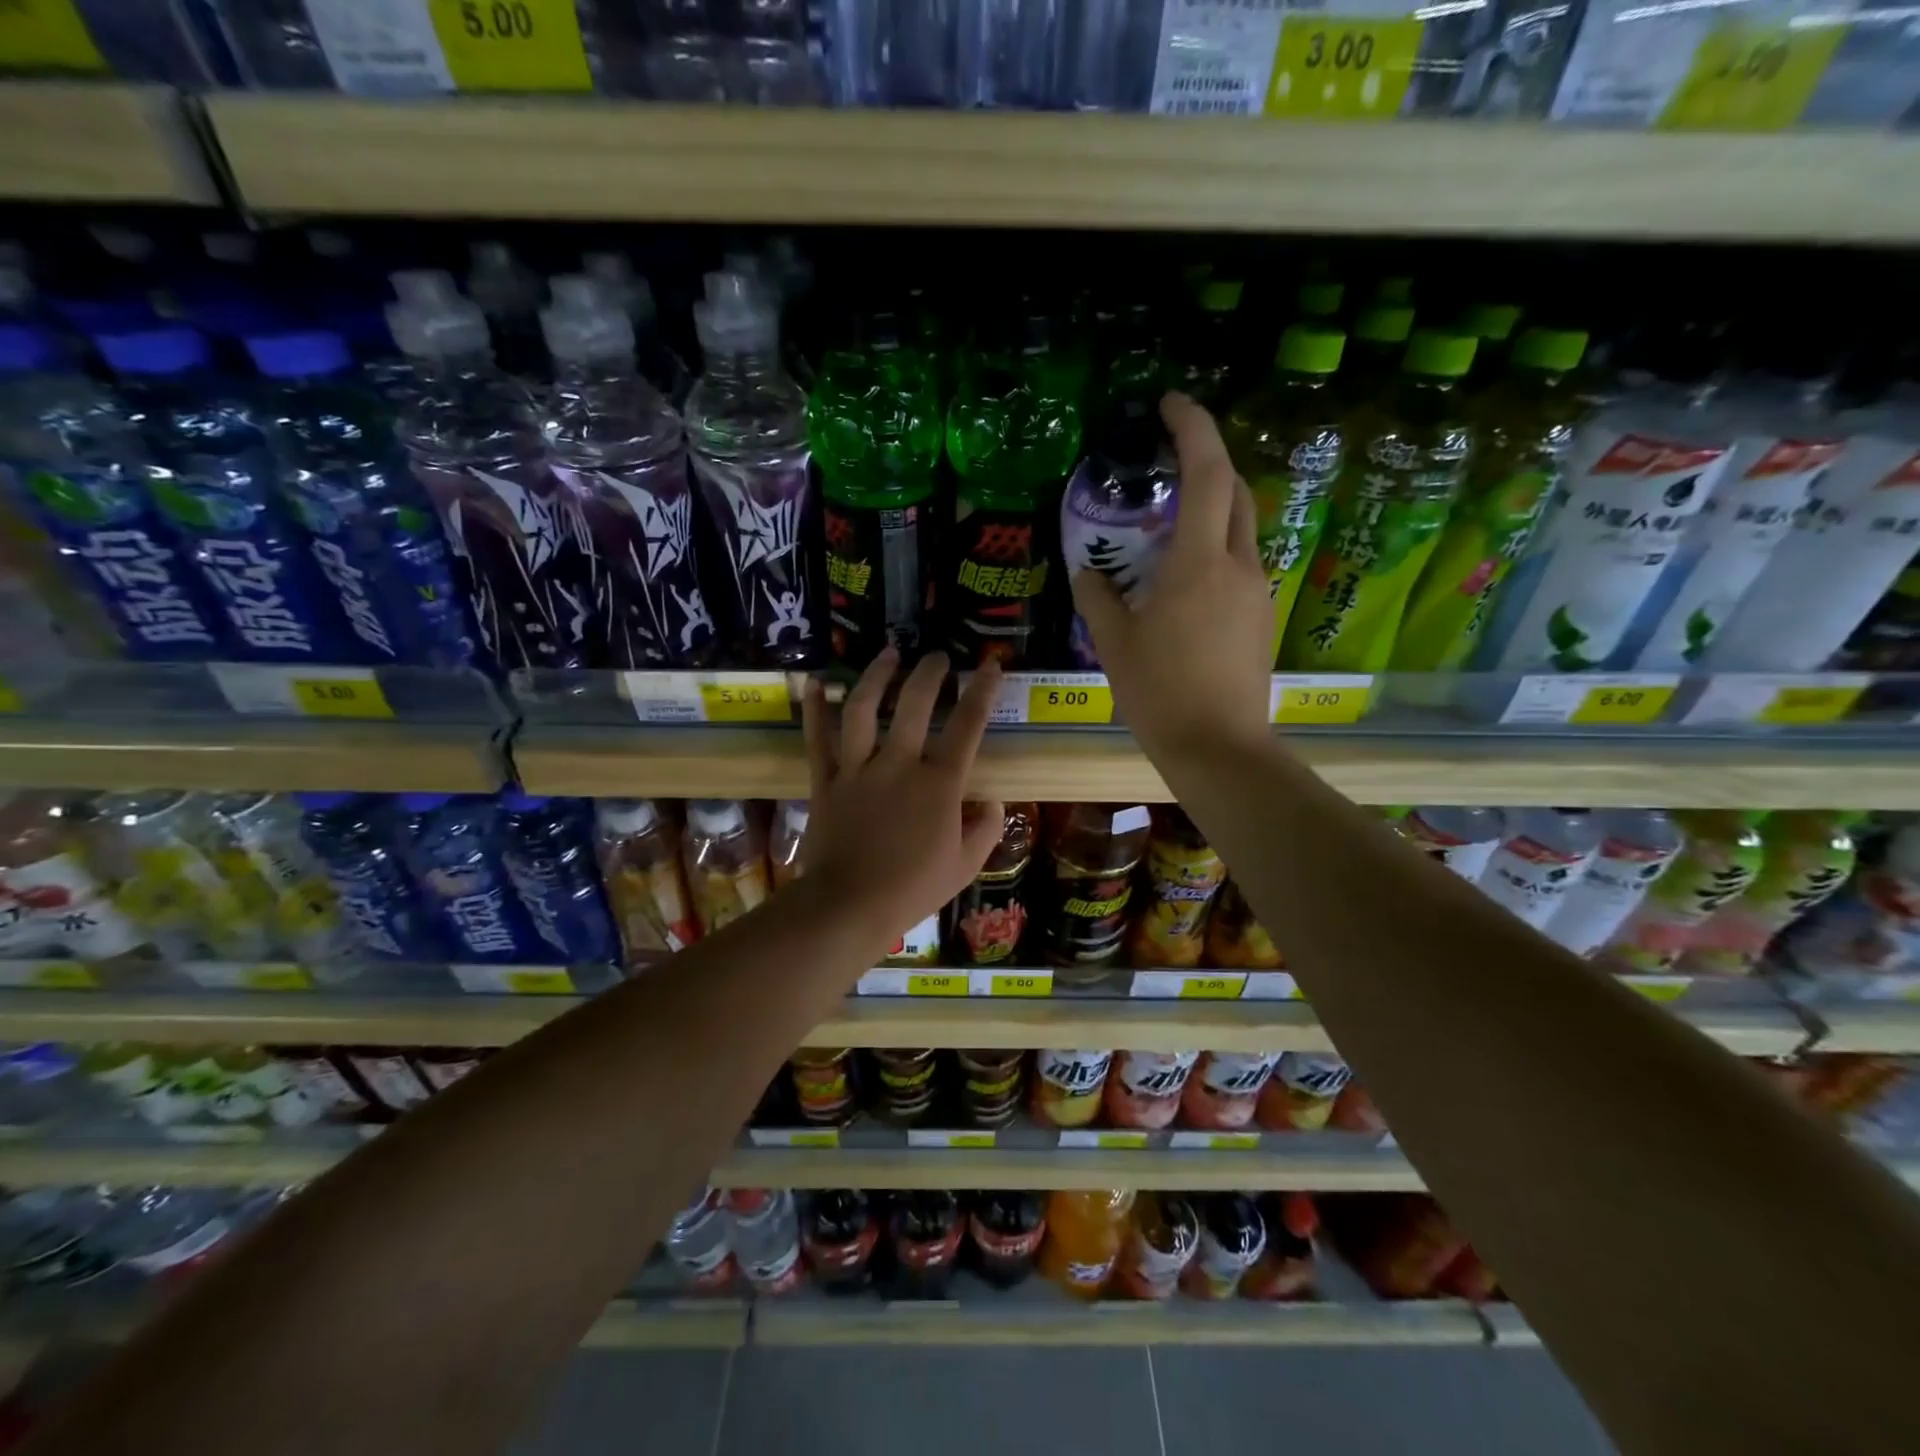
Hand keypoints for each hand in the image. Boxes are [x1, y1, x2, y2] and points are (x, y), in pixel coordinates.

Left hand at [799, 648, 1004, 952]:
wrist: (849, 906)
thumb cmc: (913, 888)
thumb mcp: (966, 865)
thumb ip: (985, 827)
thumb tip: (991, 799)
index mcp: (939, 783)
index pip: (967, 725)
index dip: (982, 690)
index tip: (990, 664)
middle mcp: (899, 764)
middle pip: (915, 703)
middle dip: (930, 672)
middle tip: (938, 657)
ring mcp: (858, 769)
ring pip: (864, 708)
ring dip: (877, 676)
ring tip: (889, 654)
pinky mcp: (826, 780)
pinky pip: (817, 738)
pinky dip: (816, 709)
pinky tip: (818, 682)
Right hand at [1072, 392, 1273, 762]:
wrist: (1220, 748)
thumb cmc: (1160, 694)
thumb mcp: (1114, 645)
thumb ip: (1098, 598)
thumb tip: (1087, 572)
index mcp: (1197, 564)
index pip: (1207, 473)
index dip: (1193, 427)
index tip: (1170, 403)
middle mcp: (1237, 566)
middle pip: (1235, 491)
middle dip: (1208, 460)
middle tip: (1169, 459)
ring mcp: (1257, 592)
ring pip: (1241, 528)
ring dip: (1212, 508)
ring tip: (1170, 523)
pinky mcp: (1261, 618)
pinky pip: (1240, 564)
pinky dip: (1215, 549)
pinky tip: (1184, 578)